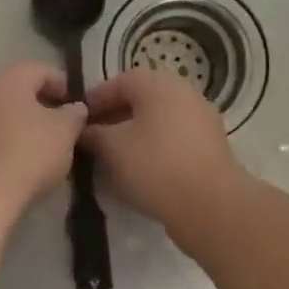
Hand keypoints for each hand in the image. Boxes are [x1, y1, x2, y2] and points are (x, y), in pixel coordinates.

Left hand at [0, 61, 88, 208]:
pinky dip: (4, 145)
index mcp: (7, 80)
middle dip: (40, 107)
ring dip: (21, 127)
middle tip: (62, 128)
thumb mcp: (64, 132)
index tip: (78, 106)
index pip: (39, 70)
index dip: (63, 84)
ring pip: (0, 116)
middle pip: (16, 92)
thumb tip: (75, 107)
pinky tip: (18, 166)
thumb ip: (74, 114)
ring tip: (42, 150)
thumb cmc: (27, 152)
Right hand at [83, 69, 246, 231]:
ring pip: (158, 120)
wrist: (210, 206)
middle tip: (93, 139)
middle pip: (141, 99)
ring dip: (135, 133)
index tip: (77, 121)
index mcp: (160, 84)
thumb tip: (82, 129)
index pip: (119, 82)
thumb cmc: (155, 166)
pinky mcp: (211, 147)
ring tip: (113, 157)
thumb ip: (93, 133)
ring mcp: (202, 120)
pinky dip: (155, 147)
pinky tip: (141, 170)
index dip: (95, 100)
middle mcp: (185, 93)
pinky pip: (174, 139)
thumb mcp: (112, 148)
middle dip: (114, 117)